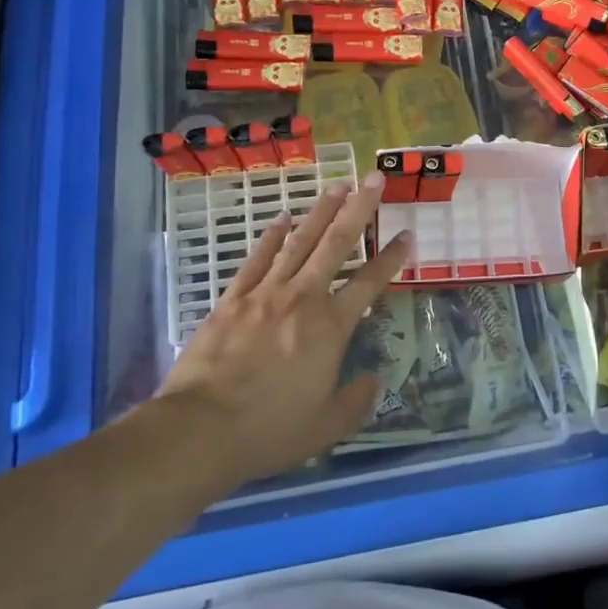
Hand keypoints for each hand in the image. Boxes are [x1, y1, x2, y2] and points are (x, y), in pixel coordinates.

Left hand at [155, 178, 409, 489]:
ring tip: (337, 186)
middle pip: (337, 244)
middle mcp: (303, 298)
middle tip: (375, 179)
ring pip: (299, 242)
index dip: (391, 258)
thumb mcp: (326, 426)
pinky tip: (282, 219)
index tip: (406, 235)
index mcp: (331, 327)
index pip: (369, 282)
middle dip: (360, 209)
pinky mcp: (232, 299)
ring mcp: (265, 294)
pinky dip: (271, 237)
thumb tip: (374, 379)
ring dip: (321, 212)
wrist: (201, 429)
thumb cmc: (270, 429)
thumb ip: (356, 401)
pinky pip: (257, 259)